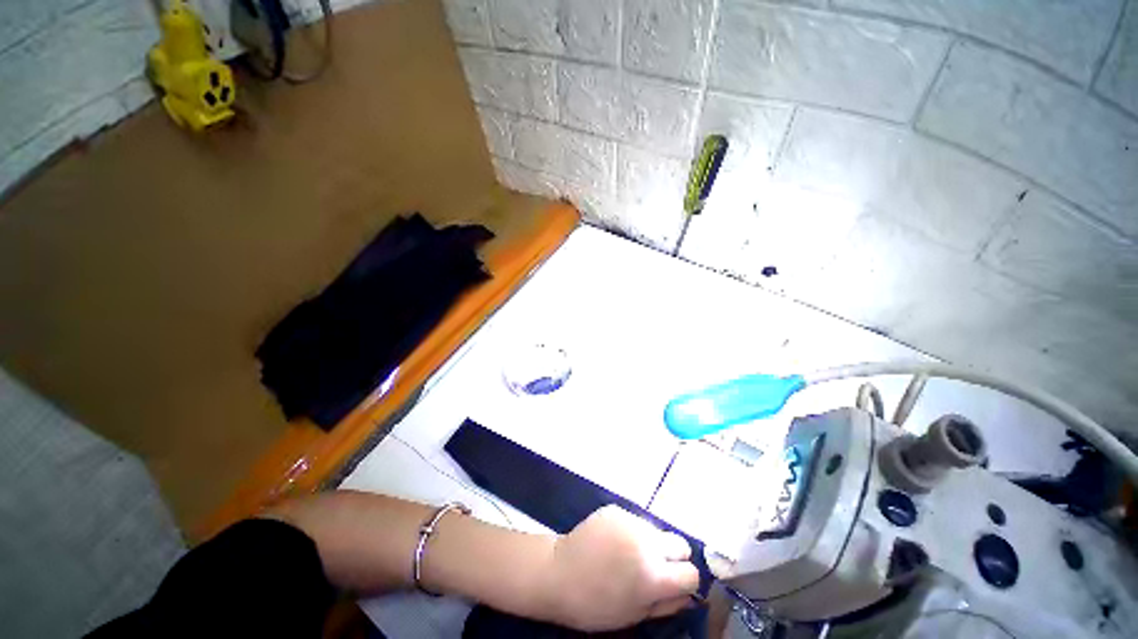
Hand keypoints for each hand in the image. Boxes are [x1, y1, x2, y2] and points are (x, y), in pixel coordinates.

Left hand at [538, 505, 700, 631]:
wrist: (559, 573)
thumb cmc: (595, 605)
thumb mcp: (635, 615)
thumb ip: (667, 604)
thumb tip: (688, 594)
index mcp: (653, 575)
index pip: (691, 573)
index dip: (684, 582)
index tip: (673, 585)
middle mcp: (647, 542)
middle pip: (680, 544)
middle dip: (674, 557)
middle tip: (655, 568)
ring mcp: (630, 521)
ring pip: (657, 531)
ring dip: (651, 543)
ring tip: (629, 554)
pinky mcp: (616, 509)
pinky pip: (635, 520)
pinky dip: (632, 531)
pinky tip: (614, 542)